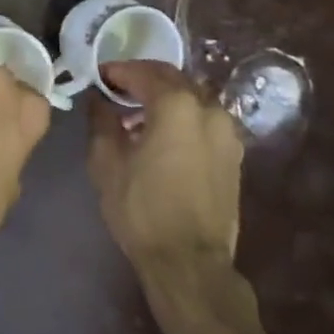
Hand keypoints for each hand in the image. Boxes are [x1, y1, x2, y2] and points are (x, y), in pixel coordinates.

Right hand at [88, 62, 244, 275]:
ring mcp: (227, 132)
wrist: (189, 261)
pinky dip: (182, 116)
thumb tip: (99, 100)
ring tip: (137, 114)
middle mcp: (208, 109)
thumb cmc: (142, 208)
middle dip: (143, 78)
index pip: (143, 73)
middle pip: (173, 78)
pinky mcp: (234, 155)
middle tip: (117, 88)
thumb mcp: (106, 162)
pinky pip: (204, 119)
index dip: (117, 71)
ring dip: (165, 97)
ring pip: (192, 97)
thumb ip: (101, 120)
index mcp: (176, 105)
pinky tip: (162, 135)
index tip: (98, 77)